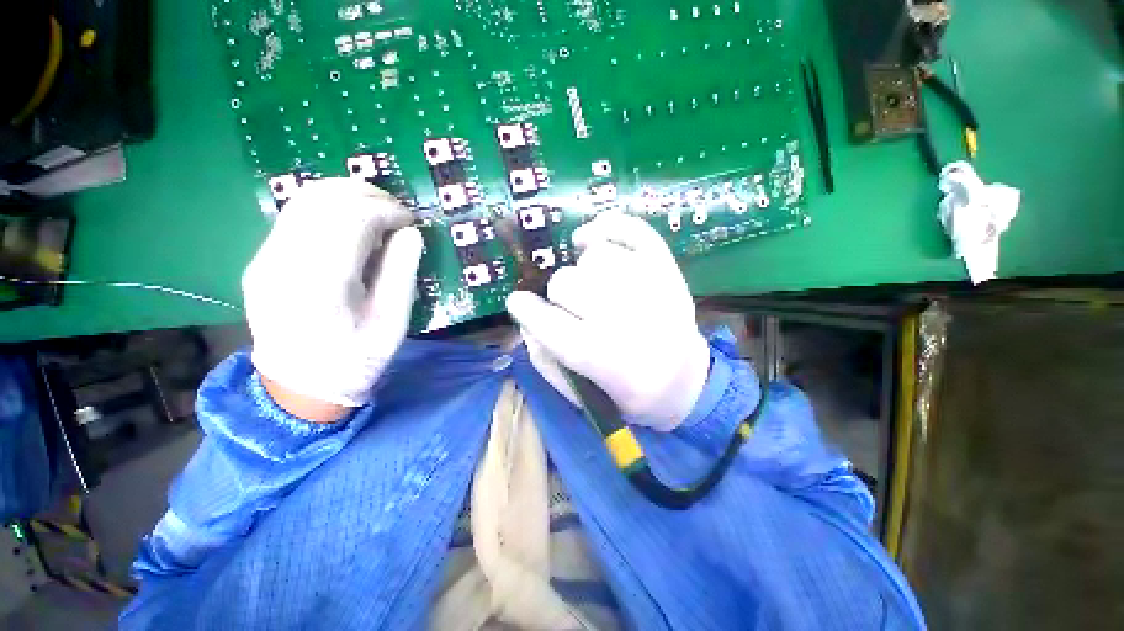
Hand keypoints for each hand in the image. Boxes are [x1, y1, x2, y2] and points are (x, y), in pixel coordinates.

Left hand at [243, 178, 423, 420]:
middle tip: (398, 212)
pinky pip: (295, 216)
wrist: (299, 387)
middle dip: (368, 195)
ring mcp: (265, 258)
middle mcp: (284, 260)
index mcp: (322, 281)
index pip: (352, 218)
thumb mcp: (393, 321)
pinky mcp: (261, 259)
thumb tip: (410, 233)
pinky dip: (328, 208)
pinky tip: (351, 225)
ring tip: (378, 212)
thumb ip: (401, 272)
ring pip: (304, 200)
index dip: (387, 210)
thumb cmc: (356, 359)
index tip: (412, 221)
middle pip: (323, 198)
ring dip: (347, 196)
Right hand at [506, 212, 709, 431]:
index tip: (518, 302)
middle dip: (560, 295)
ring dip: (584, 270)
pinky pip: (632, 229)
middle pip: (566, 282)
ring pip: (595, 254)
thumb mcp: (580, 395)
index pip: (547, 321)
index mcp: (601, 357)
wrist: (685, 381)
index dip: (525, 308)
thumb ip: (545, 360)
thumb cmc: (628, 395)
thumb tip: (524, 320)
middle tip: (572, 306)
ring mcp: (650, 286)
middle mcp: (625, 317)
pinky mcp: (666, 267)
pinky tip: (592, 238)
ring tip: (593, 284)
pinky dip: (607, 227)